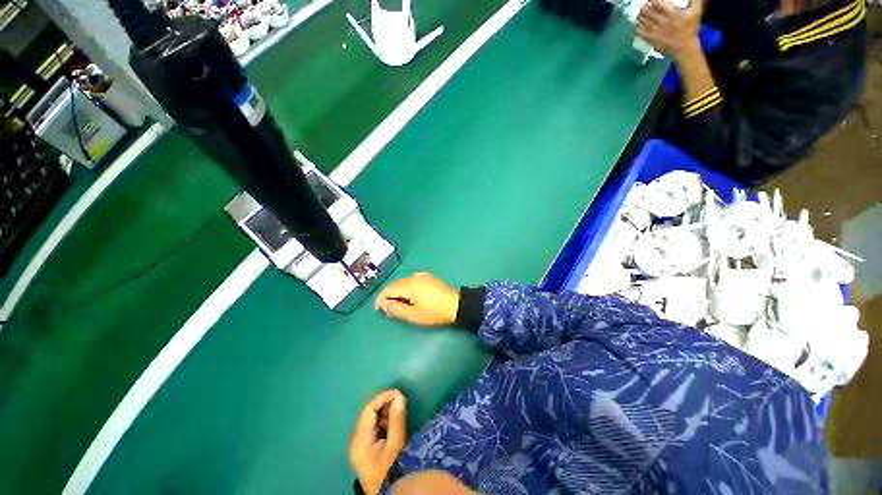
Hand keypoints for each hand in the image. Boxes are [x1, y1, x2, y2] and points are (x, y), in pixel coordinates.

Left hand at [349, 390, 406, 494]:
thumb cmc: (391, 470)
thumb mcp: (396, 445)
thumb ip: (397, 420)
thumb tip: (399, 397)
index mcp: (360, 439)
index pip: (369, 410)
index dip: (383, 397)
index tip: (399, 393)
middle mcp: (356, 439)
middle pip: (368, 413)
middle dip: (385, 403)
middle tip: (401, 400)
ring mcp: (360, 444)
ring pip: (371, 419)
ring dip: (385, 412)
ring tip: (400, 410)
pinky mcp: (365, 448)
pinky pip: (373, 427)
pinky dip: (384, 421)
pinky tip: (394, 421)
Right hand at [374, 272, 459, 325]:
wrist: (455, 304)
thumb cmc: (434, 312)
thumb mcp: (414, 315)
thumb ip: (396, 309)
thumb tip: (383, 304)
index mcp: (410, 285)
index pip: (389, 289)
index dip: (380, 298)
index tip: (377, 308)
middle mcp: (414, 277)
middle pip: (395, 284)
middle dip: (388, 295)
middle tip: (387, 309)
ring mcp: (421, 275)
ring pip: (402, 282)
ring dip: (396, 292)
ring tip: (397, 304)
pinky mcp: (427, 277)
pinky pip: (410, 281)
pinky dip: (405, 288)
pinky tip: (408, 297)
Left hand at [636, 0, 702, 59]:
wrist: (684, 48)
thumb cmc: (690, 28)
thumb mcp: (696, 11)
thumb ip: (695, 0)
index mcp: (671, 12)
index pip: (656, 2)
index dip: (651, 0)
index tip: (650, 0)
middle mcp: (661, 20)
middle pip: (646, 10)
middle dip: (644, 7)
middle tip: (644, 6)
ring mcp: (654, 30)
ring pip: (642, 20)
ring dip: (640, 16)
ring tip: (640, 13)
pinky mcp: (650, 39)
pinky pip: (640, 31)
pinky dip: (637, 26)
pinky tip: (638, 24)